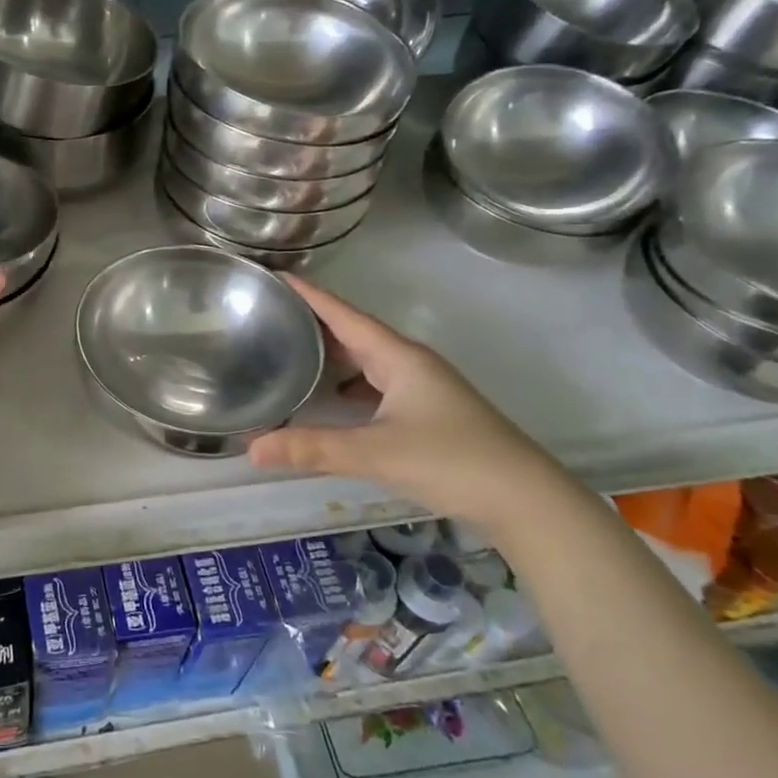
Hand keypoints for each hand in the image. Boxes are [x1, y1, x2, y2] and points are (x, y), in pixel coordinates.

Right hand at [248, 276, 582, 532]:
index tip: (275, 276)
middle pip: (354, 333)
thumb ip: (312, 448)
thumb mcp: (376, 453)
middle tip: (269, 315)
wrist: (526, 501)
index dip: (310, 295)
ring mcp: (422, 388)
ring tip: (290, 353)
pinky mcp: (428, 412)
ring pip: (366, 360)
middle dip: (313, 322)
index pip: (344, 315)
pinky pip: (376, 384)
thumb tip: (252, 448)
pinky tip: (331, 400)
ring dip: (332, 354)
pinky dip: (348, 385)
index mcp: (398, 357)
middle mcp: (410, 363)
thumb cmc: (452, 461)